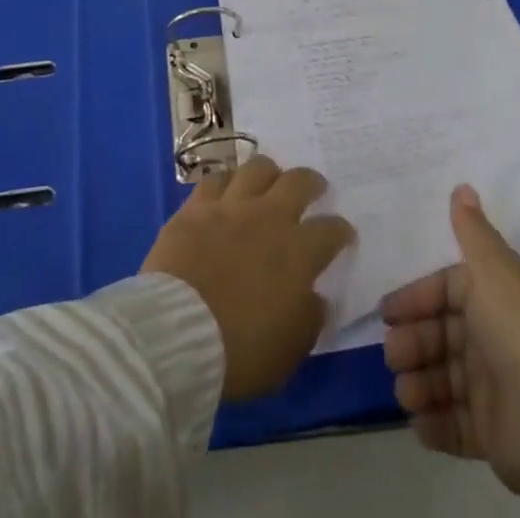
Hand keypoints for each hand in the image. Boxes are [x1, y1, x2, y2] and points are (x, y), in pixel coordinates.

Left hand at [141, 155, 353, 400]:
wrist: (178, 333)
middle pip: (298, 182)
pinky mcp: (196, 207)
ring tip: (269, 180)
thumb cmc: (239, 351)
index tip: (342, 234)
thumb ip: (309, 319)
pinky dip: (225, 181)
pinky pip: (215, 179)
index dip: (340, 231)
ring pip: (257, 168)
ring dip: (268, 172)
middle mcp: (269, 217)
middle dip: (311, 182)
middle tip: (313, 187)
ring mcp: (231, 206)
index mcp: (298, 252)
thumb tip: (316, 298)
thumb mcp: (288, 351)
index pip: (331, 230)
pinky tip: (226, 189)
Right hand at [381, 185, 519, 509]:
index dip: (417, 297)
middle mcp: (497, 336)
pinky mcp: (494, 433)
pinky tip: (418, 423)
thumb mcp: (495, 271)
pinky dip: (435, 424)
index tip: (387, 312)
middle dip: (413, 342)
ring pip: (445, 379)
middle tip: (392, 355)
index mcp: (500, 295)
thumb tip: (462, 186)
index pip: (449, 289)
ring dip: (419, 383)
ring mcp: (496, 387)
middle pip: (442, 334)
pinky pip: (456, 425)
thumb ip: (472, 232)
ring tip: (404, 392)